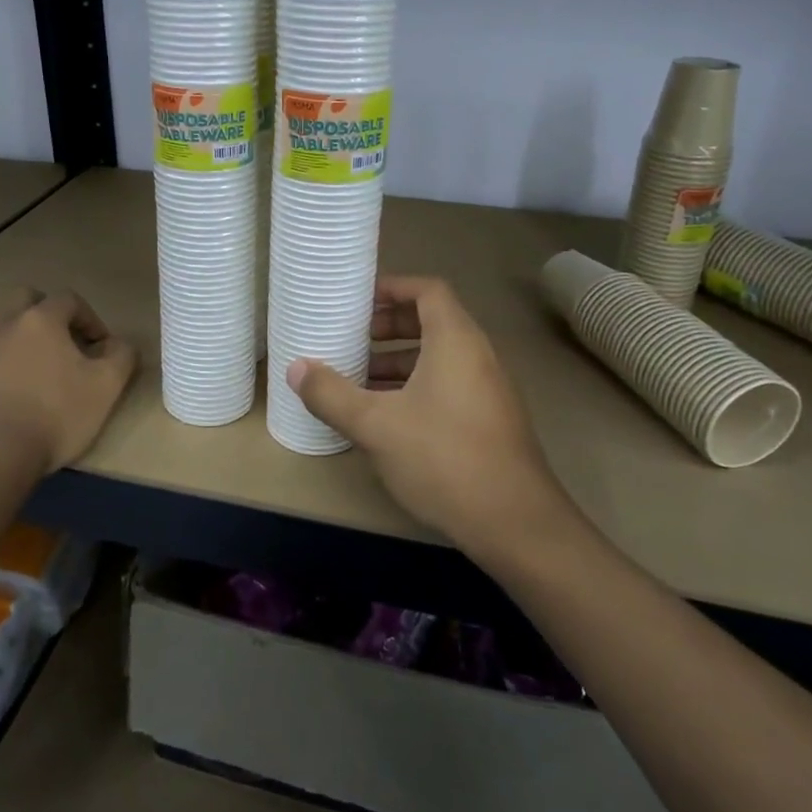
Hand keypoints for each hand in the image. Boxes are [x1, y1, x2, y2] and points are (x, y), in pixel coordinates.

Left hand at [0, 288, 137, 476]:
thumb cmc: (51, 417)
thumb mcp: (105, 389)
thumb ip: (121, 357)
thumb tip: (120, 343)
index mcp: (41, 320)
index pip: (69, 300)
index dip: (89, 319)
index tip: (98, 346)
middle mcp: (0, 321)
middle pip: (23, 298)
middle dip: (43, 313)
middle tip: (57, 344)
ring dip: (5, 329)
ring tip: (18, 360)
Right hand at [287, 276, 577, 559]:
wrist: (516, 523)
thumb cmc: (443, 458)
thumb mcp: (376, 425)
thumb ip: (331, 394)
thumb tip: (295, 368)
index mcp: (455, 341)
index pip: (428, 290)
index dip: (392, 288)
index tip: (357, 299)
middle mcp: (477, 356)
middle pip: (432, 322)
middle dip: (388, 328)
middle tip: (350, 340)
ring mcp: (488, 390)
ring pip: (438, 359)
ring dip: (398, 363)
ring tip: (357, 380)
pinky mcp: (489, 421)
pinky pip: (447, 385)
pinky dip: (415, 388)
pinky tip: (385, 418)